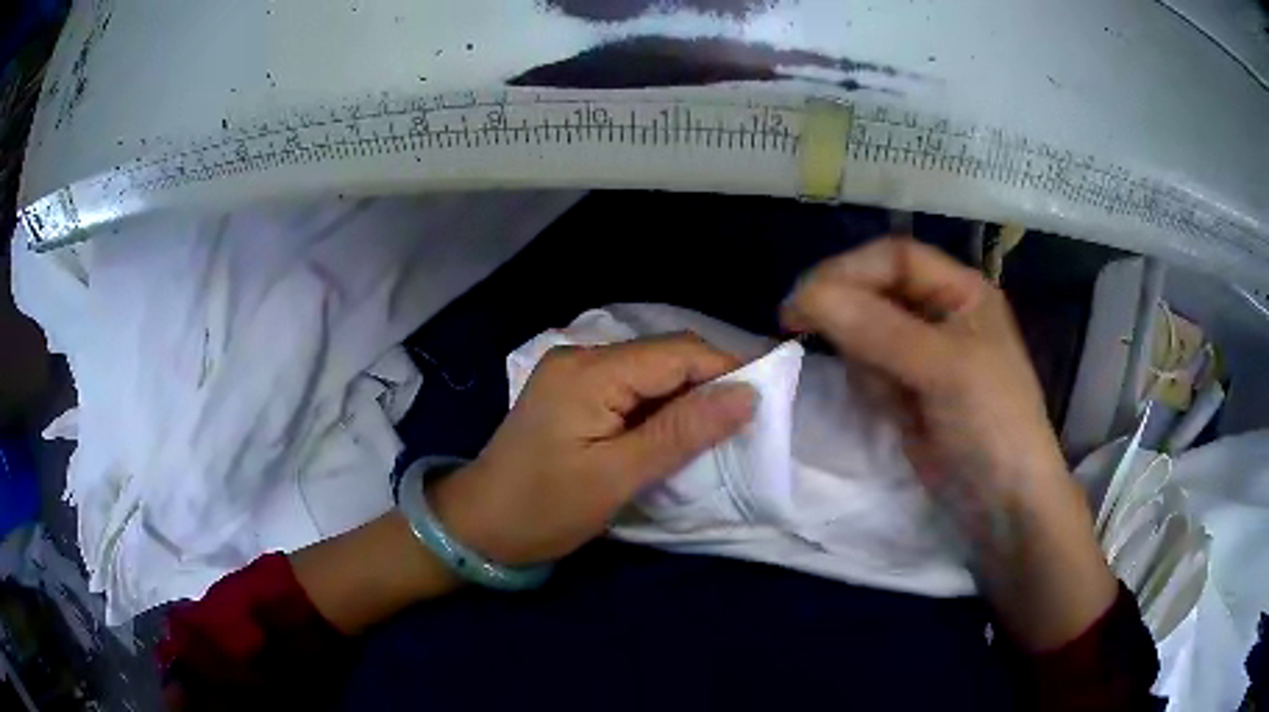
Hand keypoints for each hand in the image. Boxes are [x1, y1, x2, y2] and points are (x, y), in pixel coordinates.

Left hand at [429, 334, 756, 566]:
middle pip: (664, 355)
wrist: (479, 525)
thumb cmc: (544, 508)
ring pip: (651, 371)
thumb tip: (746, 395)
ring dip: (686, 396)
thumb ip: (682, 432)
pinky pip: (630, 386)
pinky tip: (676, 430)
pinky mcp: (572, 391)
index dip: (727, 369)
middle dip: (709, 383)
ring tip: (719, 430)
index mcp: (590, 371)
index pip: (677, 352)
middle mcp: (581, 356)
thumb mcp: (617, 476)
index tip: (767, 400)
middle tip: (747, 422)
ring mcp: (573, 371)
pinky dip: (660, 405)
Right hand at [782, 237, 1115, 649]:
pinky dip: (868, 383)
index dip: (849, 270)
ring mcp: (922, 353)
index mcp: (961, 291)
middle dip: (846, 310)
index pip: (894, 258)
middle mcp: (940, 313)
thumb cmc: (992, 424)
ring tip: (883, 392)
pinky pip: (869, 368)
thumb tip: (807, 297)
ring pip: (865, 329)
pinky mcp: (907, 389)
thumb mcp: (945, 370)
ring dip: (859, 354)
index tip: (804, 300)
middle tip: (799, 328)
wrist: (1003, 504)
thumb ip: (879, 330)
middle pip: (875, 289)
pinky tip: (890, 409)